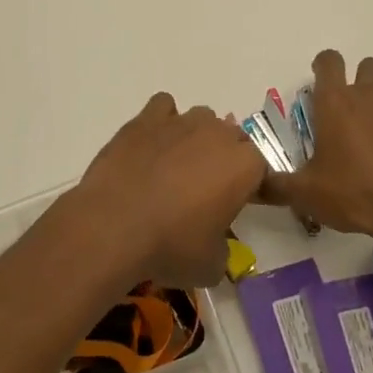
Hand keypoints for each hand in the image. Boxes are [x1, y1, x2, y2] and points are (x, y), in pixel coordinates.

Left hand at [59, 92, 266, 288]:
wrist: (113, 226)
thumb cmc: (170, 247)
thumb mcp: (211, 265)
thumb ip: (223, 247)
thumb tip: (214, 243)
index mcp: (243, 166)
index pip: (260, 168)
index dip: (249, 186)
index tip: (235, 205)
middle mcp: (217, 134)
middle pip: (233, 138)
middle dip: (225, 159)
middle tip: (206, 190)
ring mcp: (180, 122)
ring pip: (201, 118)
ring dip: (197, 137)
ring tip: (176, 166)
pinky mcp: (145, 119)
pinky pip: (164, 107)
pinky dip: (163, 121)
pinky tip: (152, 144)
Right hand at [263, 50, 372, 247]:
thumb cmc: (357, 195)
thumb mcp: (308, 194)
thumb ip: (277, 184)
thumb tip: (254, 181)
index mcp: (337, 102)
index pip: (328, 61)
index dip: (324, 66)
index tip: (322, 81)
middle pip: (369, 66)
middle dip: (362, 81)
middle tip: (356, 115)